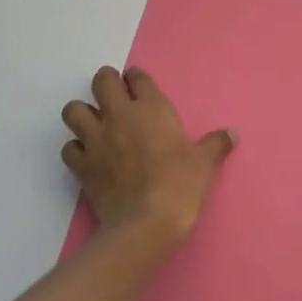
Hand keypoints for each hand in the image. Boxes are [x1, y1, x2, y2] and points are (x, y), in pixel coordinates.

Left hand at [61, 67, 233, 249]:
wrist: (146, 223)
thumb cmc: (180, 185)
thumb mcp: (204, 163)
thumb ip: (216, 144)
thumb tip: (232, 133)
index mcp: (151, 108)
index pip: (137, 78)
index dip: (137, 79)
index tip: (138, 84)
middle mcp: (119, 115)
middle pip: (102, 81)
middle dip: (106, 82)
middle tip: (114, 95)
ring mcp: (96, 139)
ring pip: (74, 110)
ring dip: (82, 113)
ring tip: (94, 123)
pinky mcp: (81, 165)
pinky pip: (69, 147)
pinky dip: (76, 148)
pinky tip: (87, 156)